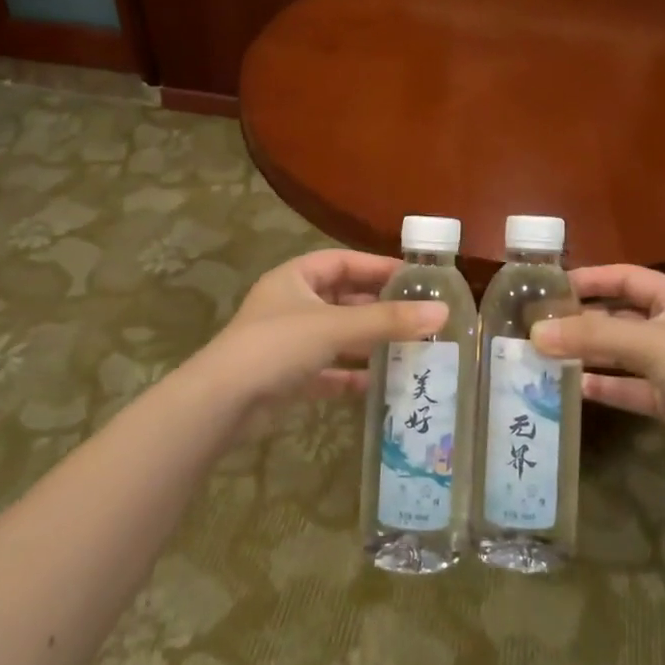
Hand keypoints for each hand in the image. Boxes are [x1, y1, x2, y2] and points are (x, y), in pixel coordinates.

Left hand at [198, 250, 446, 424]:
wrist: (222, 403)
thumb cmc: (277, 347)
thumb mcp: (335, 326)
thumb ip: (387, 321)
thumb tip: (442, 312)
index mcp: (295, 278)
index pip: (343, 261)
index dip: (377, 266)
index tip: (414, 278)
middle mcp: (291, 305)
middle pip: (342, 299)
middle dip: (378, 308)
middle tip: (419, 316)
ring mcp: (288, 343)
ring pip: (337, 337)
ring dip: (368, 343)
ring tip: (409, 349)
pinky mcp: (287, 378)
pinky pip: (327, 371)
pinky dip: (350, 376)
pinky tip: (379, 385)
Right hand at [528, 265, 664, 484]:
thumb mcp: (646, 344)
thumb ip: (591, 336)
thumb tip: (536, 333)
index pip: (624, 277)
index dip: (590, 279)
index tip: (551, 288)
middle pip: (617, 316)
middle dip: (581, 320)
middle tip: (539, 326)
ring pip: (618, 353)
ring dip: (587, 354)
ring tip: (546, 356)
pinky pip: (626, 387)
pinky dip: (602, 386)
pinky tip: (572, 388)